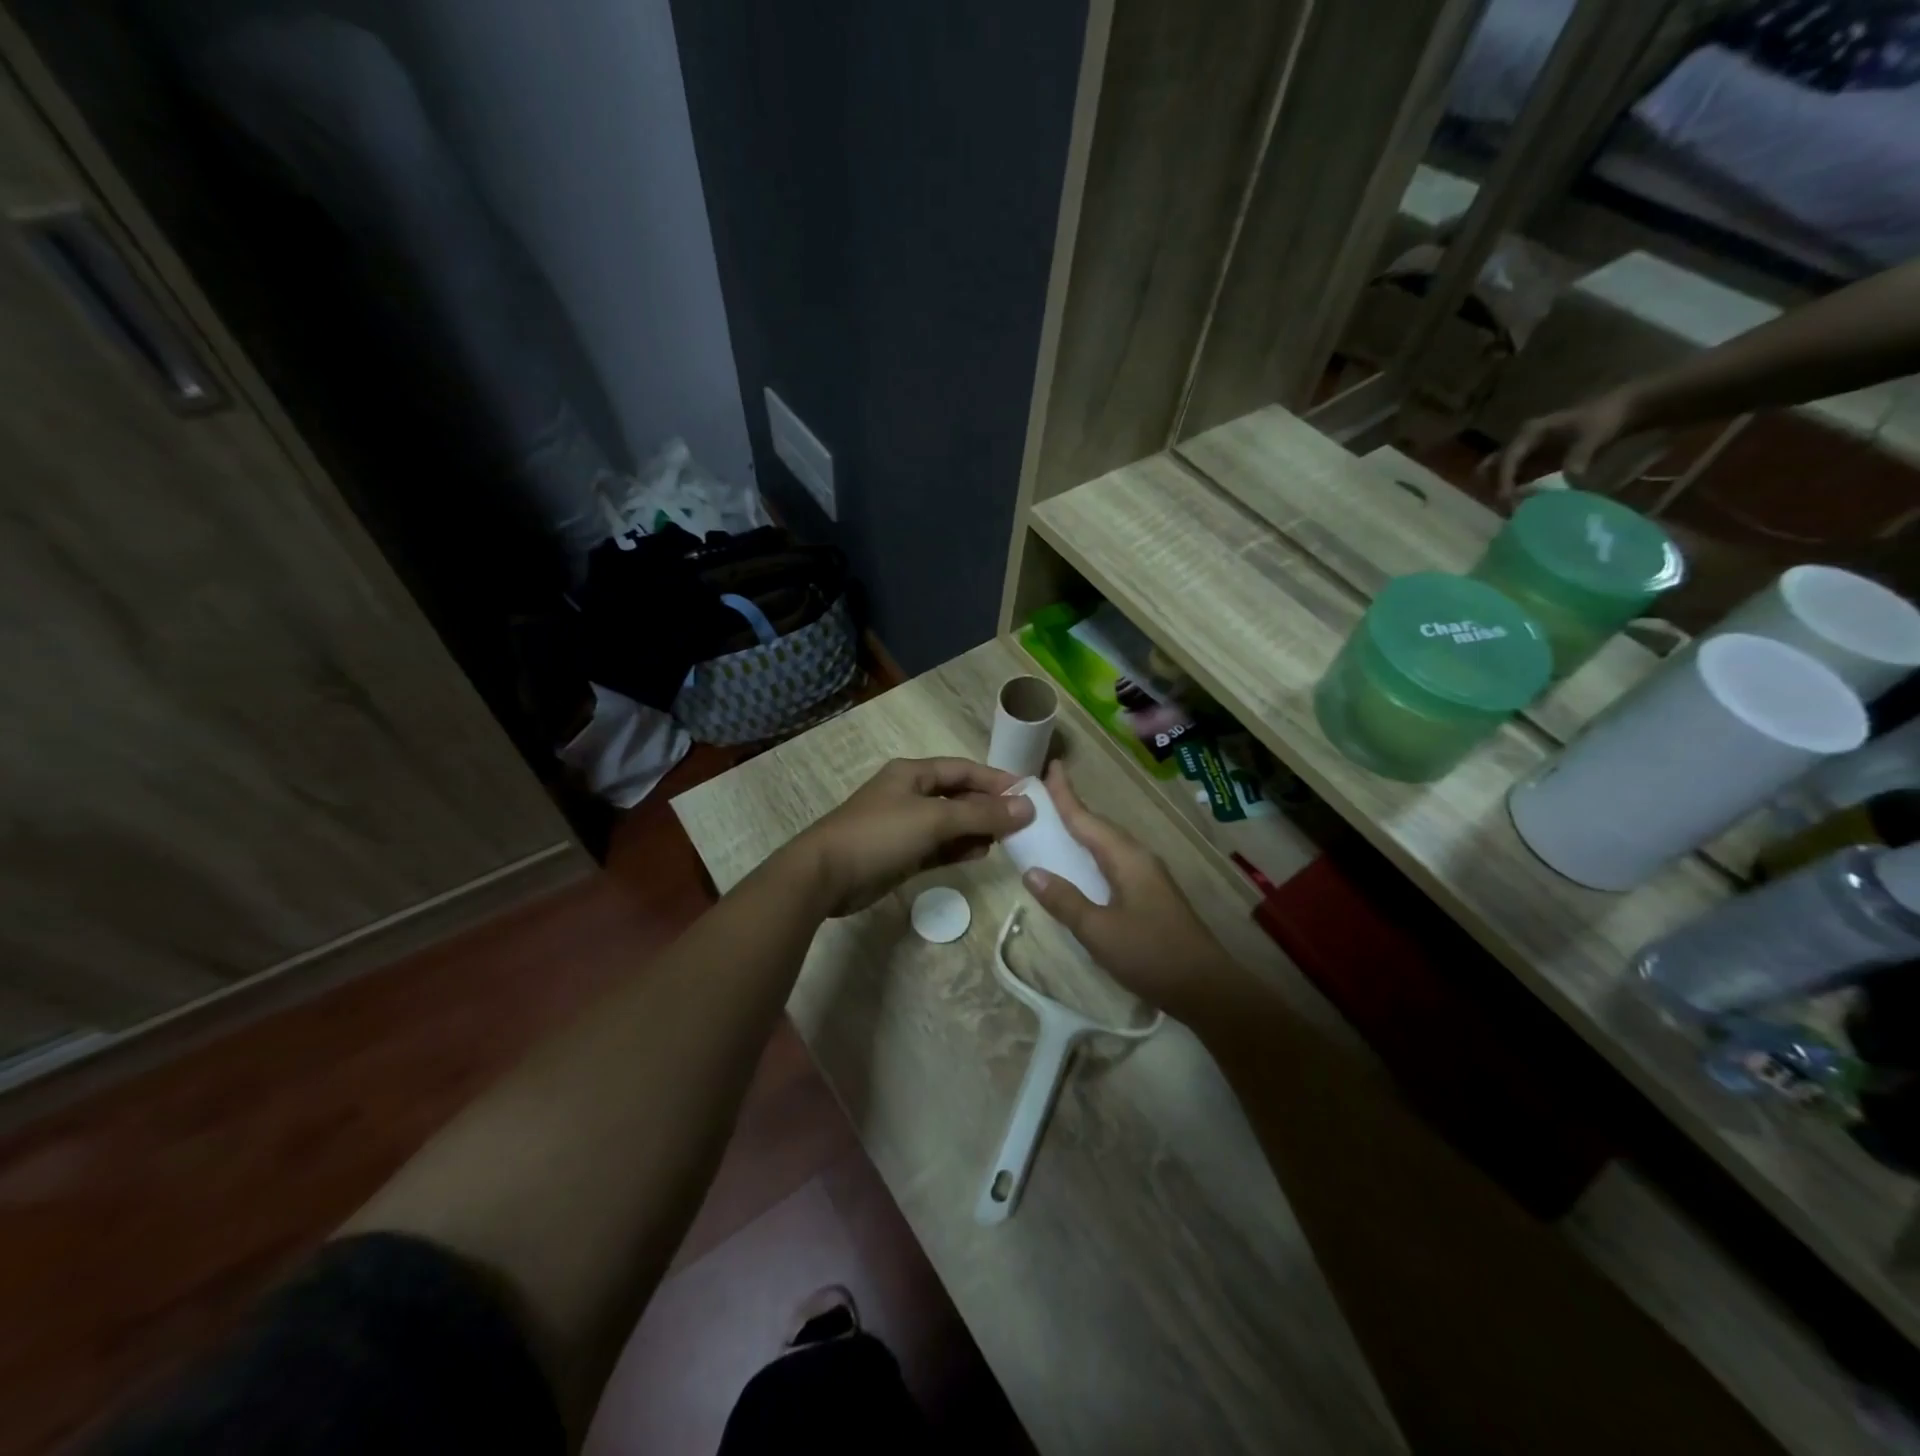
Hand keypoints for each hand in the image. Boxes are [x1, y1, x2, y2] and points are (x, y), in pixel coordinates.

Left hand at [791, 757, 1033, 917]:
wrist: (825, 876)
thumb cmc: (880, 835)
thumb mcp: (934, 819)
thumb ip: (981, 814)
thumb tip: (1026, 807)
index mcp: (913, 773)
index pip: (964, 769)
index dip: (995, 779)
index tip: (1028, 793)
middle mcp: (910, 794)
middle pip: (959, 795)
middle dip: (989, 806)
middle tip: (1023, 821)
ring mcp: (904, 826)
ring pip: (950, 823)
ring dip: (977, 829)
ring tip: (1008, 840)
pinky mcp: (901, 854)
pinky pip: (939, 847)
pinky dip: (959, 848)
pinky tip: (982, 853)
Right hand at [1019, 762, 1246, 1020]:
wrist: (1206, 988)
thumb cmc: (1150, 955)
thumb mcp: (1098, 931)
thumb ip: (1064, 900)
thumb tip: (1031, 871)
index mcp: (1126, 858)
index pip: (1087, 820)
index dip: (1066, 795)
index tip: (1051, 766)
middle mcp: (1138, 858)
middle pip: (1099, 826)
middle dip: (1072, 809)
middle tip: (1044, 793)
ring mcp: (1147, 876)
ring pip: (1108, 844)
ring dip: (1083, 830)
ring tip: (1056, 823)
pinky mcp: (1150, 894)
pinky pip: (1113, 861)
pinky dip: (1092, 854)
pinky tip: (1081, 865)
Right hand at [1483, 387, 1638, 499]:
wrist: (1621, 410)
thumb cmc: (1604, 418)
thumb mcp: (1594, 435)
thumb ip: (1579, 457)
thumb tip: (1570, 482)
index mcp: (1529, 433)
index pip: (1507, 459)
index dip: (1504, 480)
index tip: (1507, 500)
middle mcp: (1520, 443)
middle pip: (1490, 467)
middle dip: (1492, 488)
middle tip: (1504, 507)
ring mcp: (1525, 453)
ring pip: (1498, 476)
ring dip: (1502, 492)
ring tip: (1513, 510)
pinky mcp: (1534, 463)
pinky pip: (1515, 480)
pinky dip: (1516, 493)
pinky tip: (1525, 505)